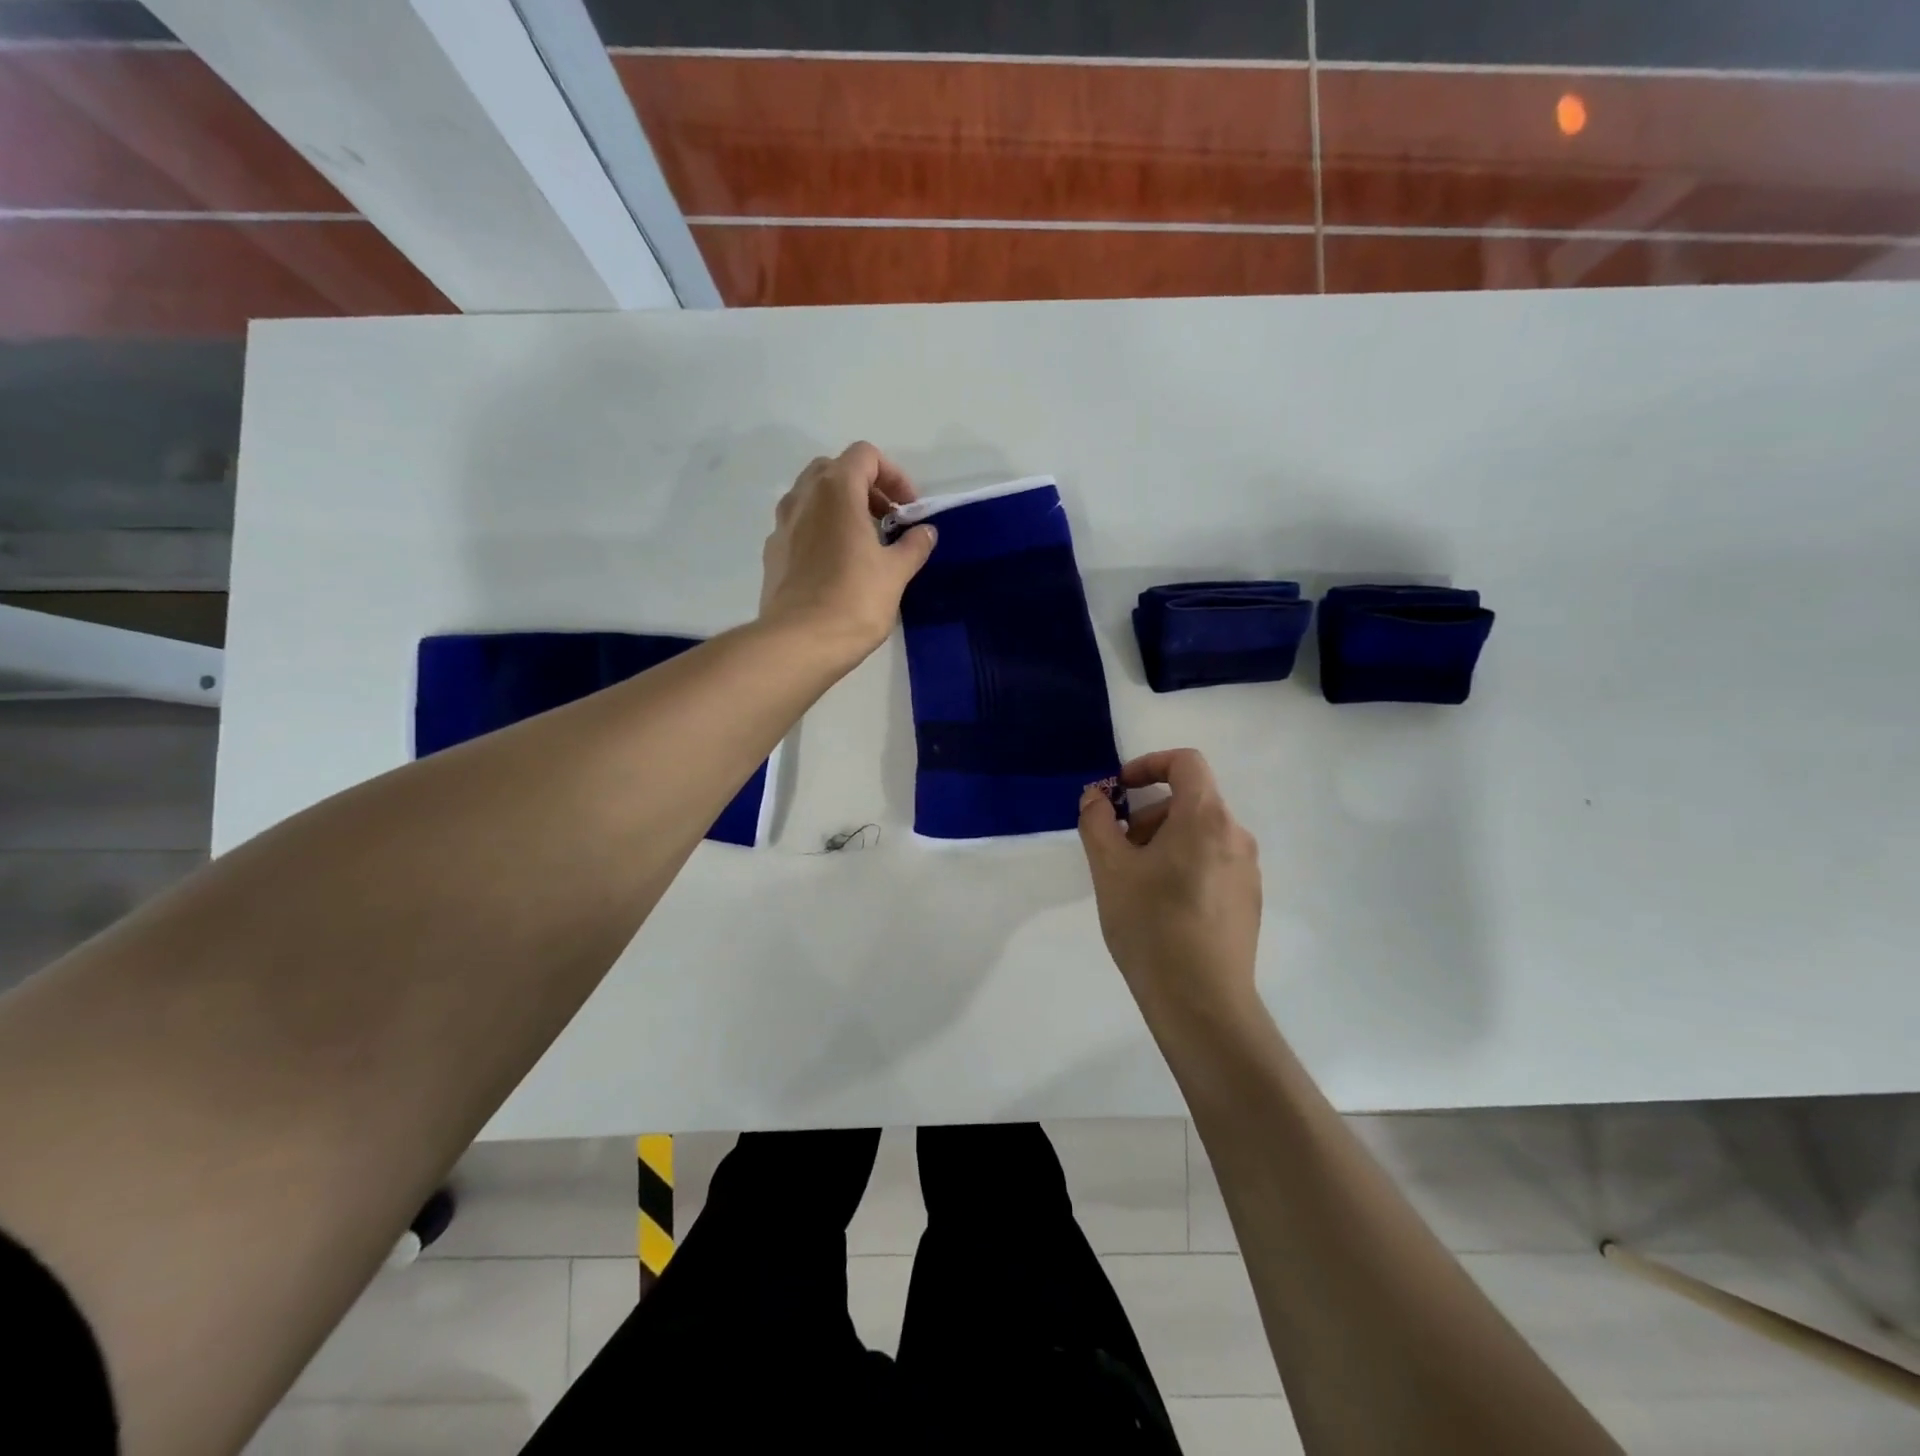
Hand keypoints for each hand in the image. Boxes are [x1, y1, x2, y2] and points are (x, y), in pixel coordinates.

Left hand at [759, 442, 937, 658]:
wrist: (799, 642)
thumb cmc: (854, 600)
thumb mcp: (896, 573)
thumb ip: (913, 545)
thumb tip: (925, 532)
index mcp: (836, 491)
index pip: (865, 456)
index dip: (893, 475)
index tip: (908, 509)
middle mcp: (803, 497)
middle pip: (834, 470)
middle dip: (865, 487)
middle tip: (887, 519)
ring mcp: (782, 525)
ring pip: (812, 496)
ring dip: (841, 507)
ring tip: (864, 542)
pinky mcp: (773, 552)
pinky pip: (799, 526)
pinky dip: (821, 530)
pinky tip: (837, 565)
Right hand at [1077, 749, 1262, 1016]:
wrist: (1202, 1003)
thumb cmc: (1151, 926)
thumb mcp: (1109, 869)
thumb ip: (1097, 821)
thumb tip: (1096, 797)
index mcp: (1206, 817)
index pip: (1185, 762)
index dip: (1148, 764)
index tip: (1119, 792)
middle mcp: (1236, 835)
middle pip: (1190, 800)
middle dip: (1148, 813)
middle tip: (1118, 850)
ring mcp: (1247, 869)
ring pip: (1200, 833)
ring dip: (1163, 841)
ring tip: (1136, 883)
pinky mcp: (1249, 900)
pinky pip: (1212, 861)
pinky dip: (1184, 864)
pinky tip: (1162, 907)